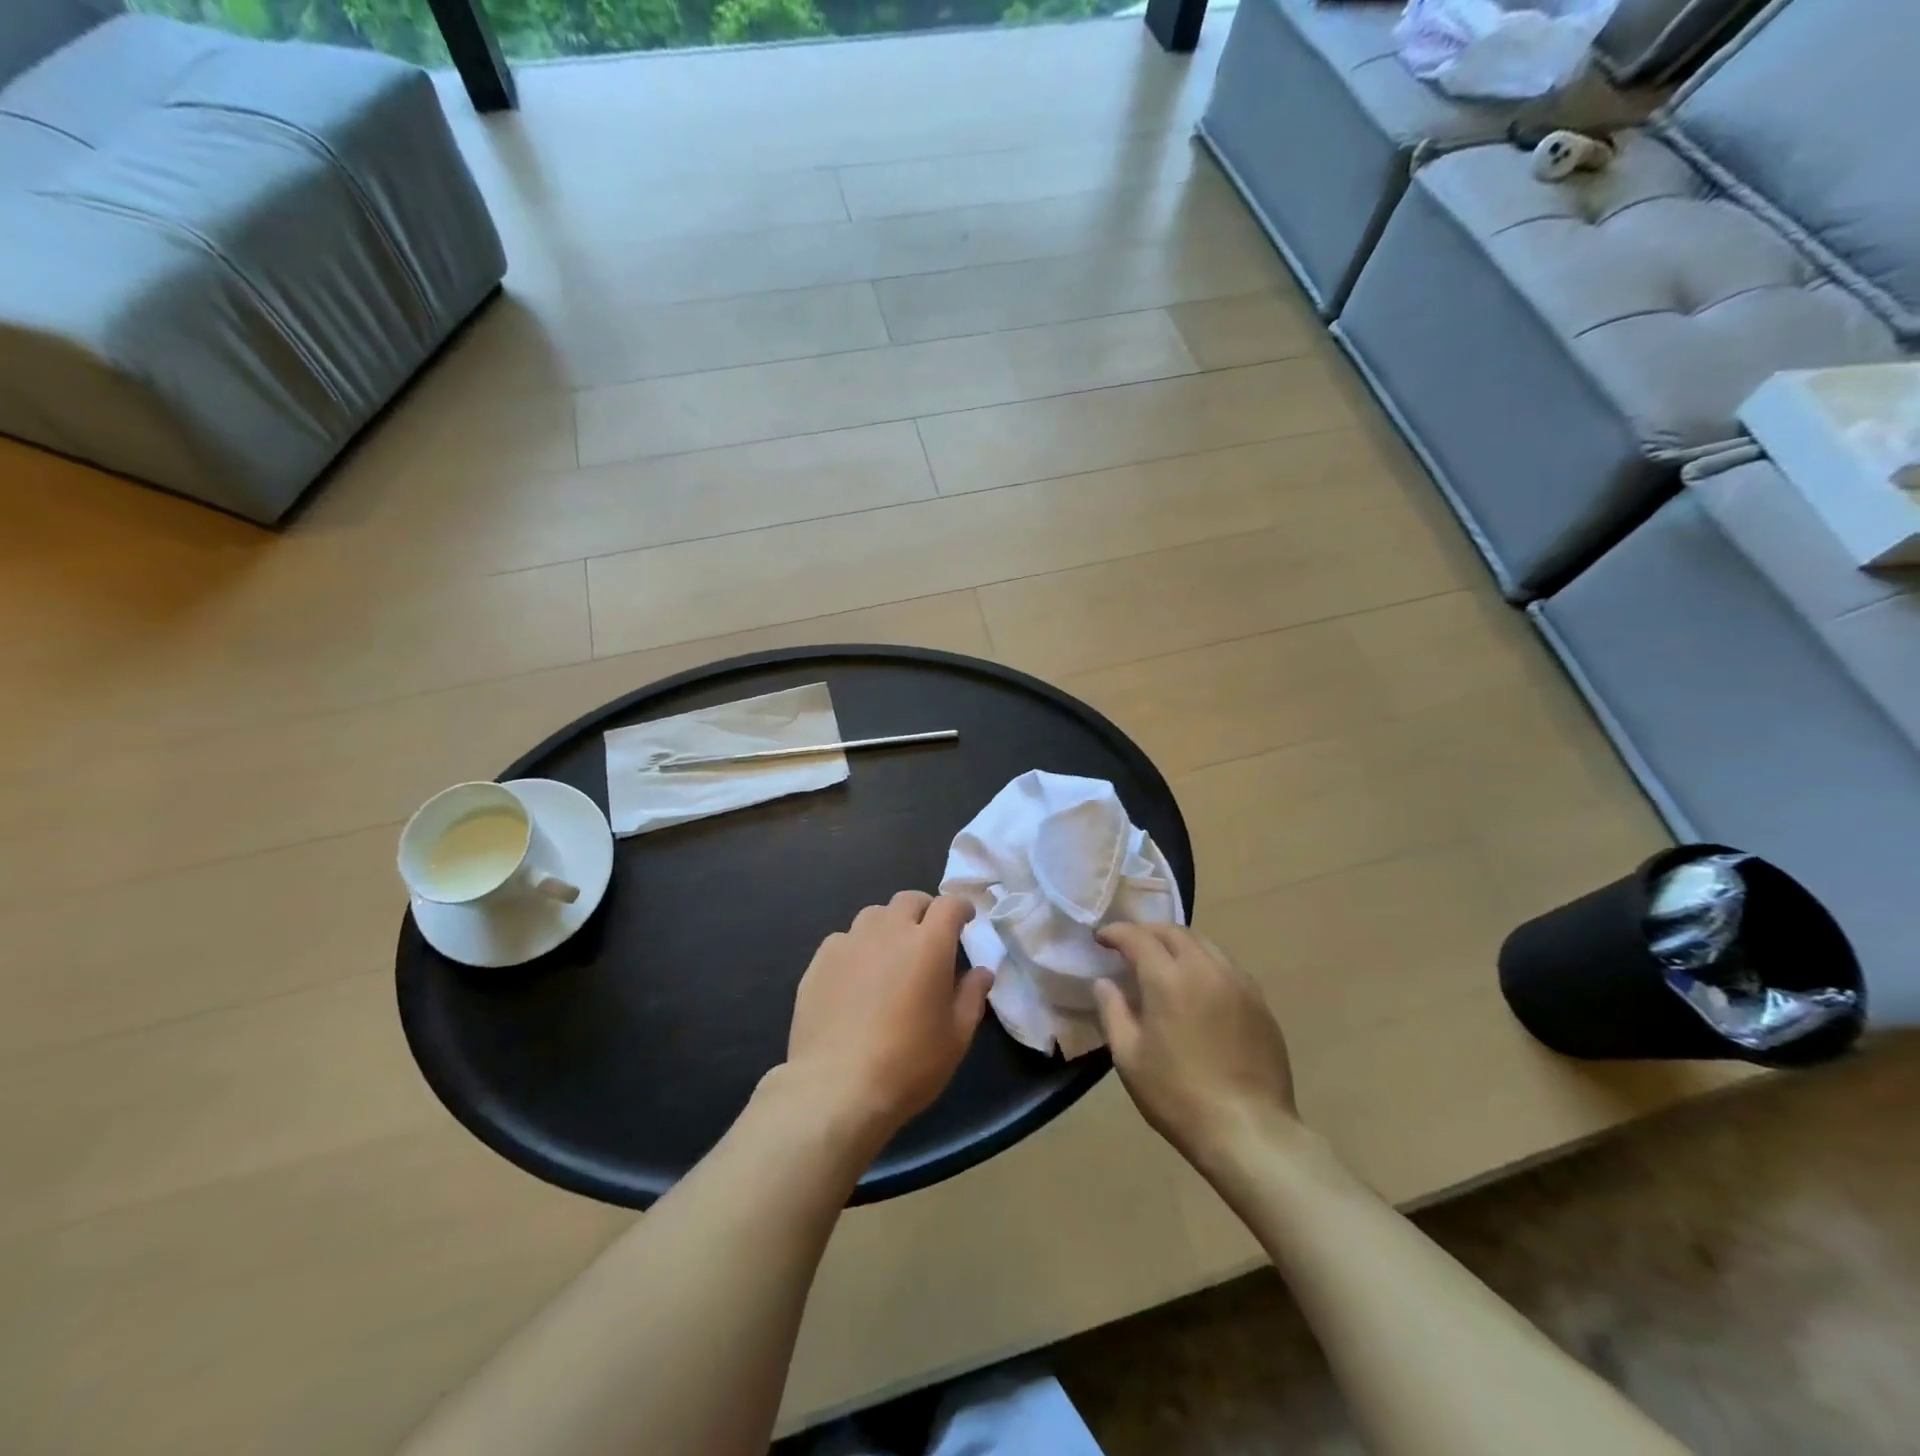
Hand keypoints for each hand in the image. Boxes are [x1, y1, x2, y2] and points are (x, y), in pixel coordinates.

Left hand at [782, 892, 992, 1146]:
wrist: (836, 1087)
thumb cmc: (908, 1063)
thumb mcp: (956, 1036)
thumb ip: (972, 996)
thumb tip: (981, 972)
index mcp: (928, 944)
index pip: (949, 904)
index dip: (960, 909)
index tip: (965, 922)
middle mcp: (888, 931)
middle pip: (909, 900)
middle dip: (924, 911)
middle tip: (929, 938)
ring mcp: (849, 942)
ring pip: (874, 915)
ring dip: (889, 926)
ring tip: (891, 955)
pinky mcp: (820, 961)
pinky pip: (844, 940)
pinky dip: (857, 949)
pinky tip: (856, 979)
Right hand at [1093, 924, 1298, 1170]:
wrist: (1249, 1131)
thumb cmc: (1178, 1096)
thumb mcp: (1129, 1058)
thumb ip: (1112, 1012)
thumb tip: (1104, 982)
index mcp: (1168, 978)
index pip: (1138, 937)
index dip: (1116, 933)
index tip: (1101, 938)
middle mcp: (1205, 969)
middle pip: (1174, 932)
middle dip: (1148, 932)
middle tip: (1130, 946)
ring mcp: (1238, 983)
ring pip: (1205, 944)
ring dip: (1178, 944)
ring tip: (1164, 961)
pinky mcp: (1260, 1003)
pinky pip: (1227, 967)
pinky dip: (1205, 963)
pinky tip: (1199, 986)